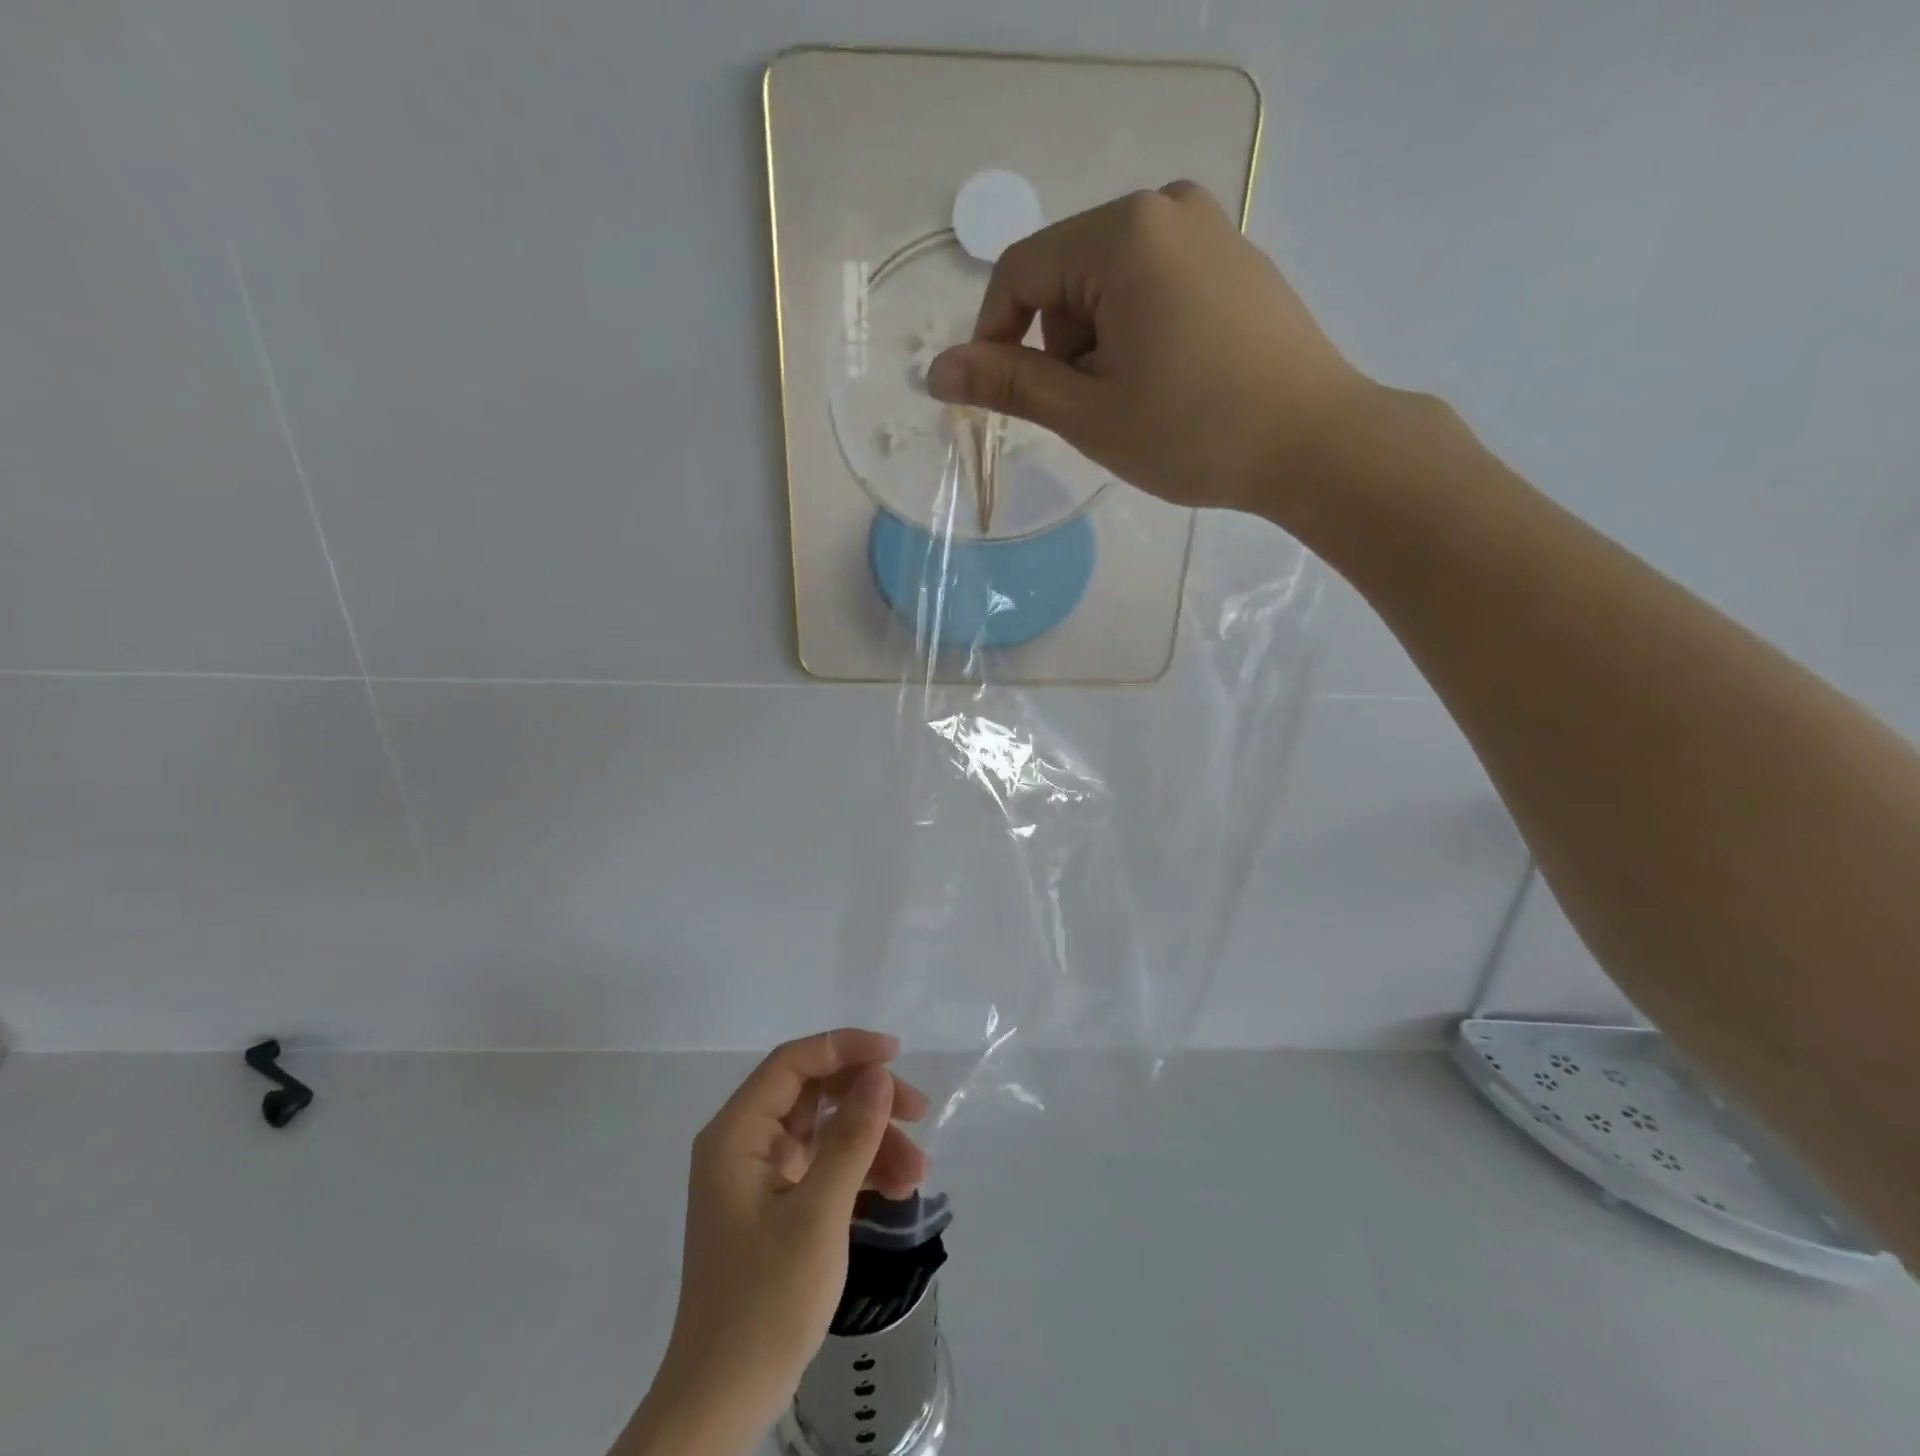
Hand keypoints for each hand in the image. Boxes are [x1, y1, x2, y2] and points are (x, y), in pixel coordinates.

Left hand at [613, 1030, 928, 1455]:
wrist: (723, 1402)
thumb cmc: (764, 1303)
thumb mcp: (817, 1216)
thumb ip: (851, 1138)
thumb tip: (878, 1074)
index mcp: (737, 1133)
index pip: (793, 1062)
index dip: (844, 1047)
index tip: (894, 1054)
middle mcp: (746, 1143)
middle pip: (815, 1092)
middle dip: (868, 1098)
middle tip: (918, 1111)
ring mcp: (761, 1175)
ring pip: (826, 1129)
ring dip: (873, 1141)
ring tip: (918, 1171)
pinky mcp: (778, 1204)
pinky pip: (826, 1165)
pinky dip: (861, 1170)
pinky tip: (897, 1188)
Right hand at [927, 181, 1378, 523]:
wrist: (1314, 442)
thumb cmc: (1192, 431)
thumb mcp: (1088, 412)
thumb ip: (1009, 383)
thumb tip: (936, 371)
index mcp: (1122, 234)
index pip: (1019, 273)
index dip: (993, 337)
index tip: (1002, 398)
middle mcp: (1164, 206)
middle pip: (1065, 275)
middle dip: (1058, 346)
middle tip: (1092, 410)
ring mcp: (1208, 226)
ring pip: (1108, 283)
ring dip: (1097, 344)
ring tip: (1136, 400)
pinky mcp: (1234, 256)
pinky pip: (1154, 283)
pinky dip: (1137, 331)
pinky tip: (1171, 378)